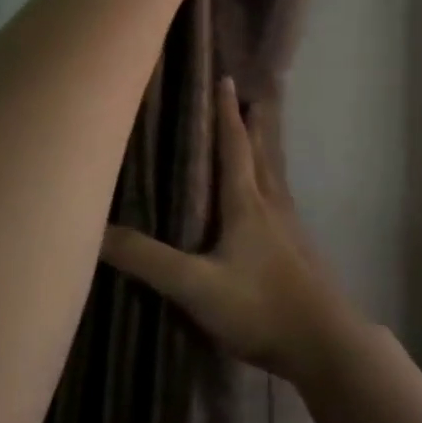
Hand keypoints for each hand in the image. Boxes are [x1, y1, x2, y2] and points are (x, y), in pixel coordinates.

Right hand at [101, 77, 355, 384]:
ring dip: (266, 147)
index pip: (234, 146)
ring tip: (262, 130)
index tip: (226, 80)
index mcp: (247, 203)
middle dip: (254, 122)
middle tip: (251, 93)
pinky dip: (271, 179)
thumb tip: (98, 231)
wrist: (323, 342)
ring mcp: (289, 227)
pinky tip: (270, 196)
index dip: (226, 113)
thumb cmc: (259, 306)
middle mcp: (271, 205)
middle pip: (262, 152)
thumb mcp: (195, 286)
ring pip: (275, 173)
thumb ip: (148, 260)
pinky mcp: (298, 249)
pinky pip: (281, 198)